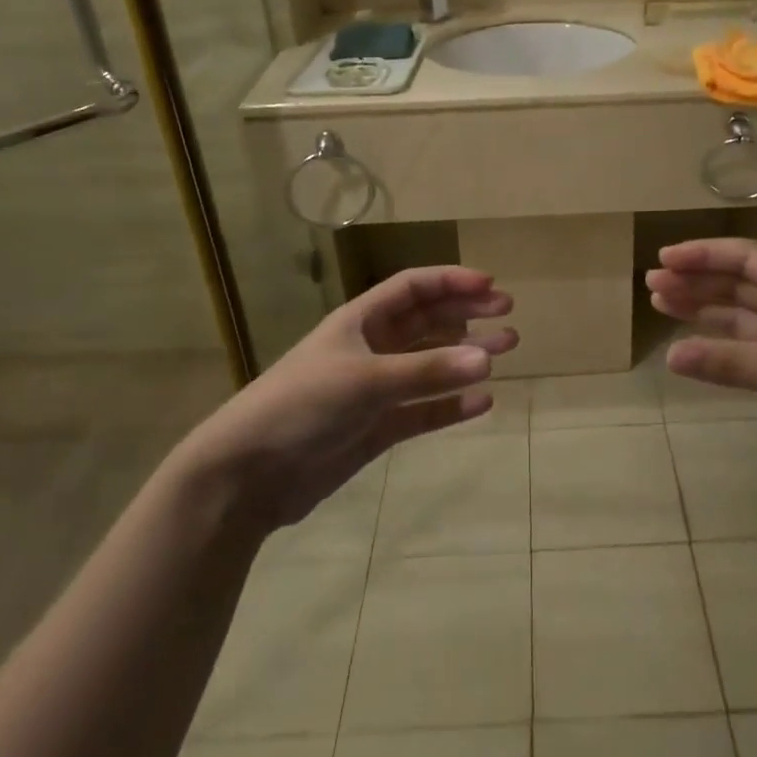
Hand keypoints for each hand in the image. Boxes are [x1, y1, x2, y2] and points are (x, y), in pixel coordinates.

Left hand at [184, 267, 516, 527]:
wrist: (248, 475)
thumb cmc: (301, 406)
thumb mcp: (365, 381)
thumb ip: (427, 372)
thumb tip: (487, 359)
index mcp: (360, 321)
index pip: (413, 288)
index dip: (451, 282)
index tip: (491, 287)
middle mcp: (371, 349)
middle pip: (428, 322)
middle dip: (467, 314)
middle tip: (508, 316)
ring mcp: (375, 390)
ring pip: (431, 365)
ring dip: (466, 357)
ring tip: (506, 351)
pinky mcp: (376, 428)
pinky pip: (423, 411)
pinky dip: (451, 406)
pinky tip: (482, 403)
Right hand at [646, 239, 756, 498]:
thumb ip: (731, 363)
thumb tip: (670, 355)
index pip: (747, 260)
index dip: (705, 255)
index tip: (664, 259)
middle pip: (741, 287)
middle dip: (698, 283)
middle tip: (653, 286)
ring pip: (744, 321)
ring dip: (706, 313)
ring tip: (664, 307)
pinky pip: (753, 355)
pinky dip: (724, 351)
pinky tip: (697, 352)